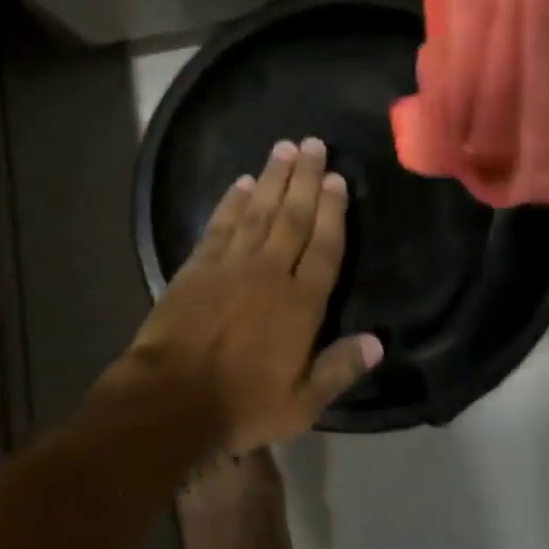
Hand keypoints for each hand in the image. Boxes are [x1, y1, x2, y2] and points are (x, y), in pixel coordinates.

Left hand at [125, 138, 383, 451]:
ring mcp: (231, 265)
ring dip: (273, 178)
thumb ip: (340, 369)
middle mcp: (270, 273)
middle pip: (294, 217)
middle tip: (314, 144)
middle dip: (306, 178)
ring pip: (258, 211)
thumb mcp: (302, 403)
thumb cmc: (241, 405)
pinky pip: (220, 224)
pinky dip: (232, 201)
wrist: (170, 399)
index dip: (334, 212)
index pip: (325, 247)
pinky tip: (242, 182)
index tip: (338, 179)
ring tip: (285, 147)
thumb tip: (378, 342)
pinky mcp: (197, 266)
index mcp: (301, 304)